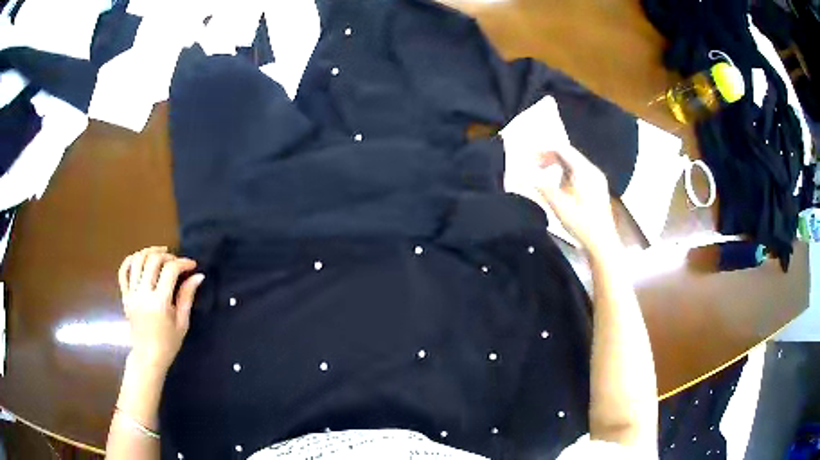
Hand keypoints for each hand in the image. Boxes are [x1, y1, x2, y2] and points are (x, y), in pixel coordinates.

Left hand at [118, 247, 204, 371]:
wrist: (147, 357)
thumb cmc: (168, 344)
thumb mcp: (182, 323)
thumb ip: (187, 297)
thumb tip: (198, 276)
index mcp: (159, 303)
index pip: (170, 271)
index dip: (183, 263)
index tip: (192, 265)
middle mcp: (143, 294)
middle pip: (152, 261)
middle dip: (167, 256)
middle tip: (177, 262)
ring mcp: (131, 294)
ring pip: (137, 260)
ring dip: (150, 252)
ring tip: (161, 254)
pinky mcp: (124, 295)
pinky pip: (123, 271)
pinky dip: (131, 260)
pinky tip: (141, 258)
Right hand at [536, 146, 620, 256]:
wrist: (602, 244)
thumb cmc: (582, 225)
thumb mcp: (558, 205)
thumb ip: (541, 187)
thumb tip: (526, 176)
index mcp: (585, 171)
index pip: (563, 150)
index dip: (545, 151)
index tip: (532, 157)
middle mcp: (593, 172)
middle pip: (569, 156)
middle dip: (551, 159)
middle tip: (535, 167)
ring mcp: (597, 181)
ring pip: (574, 166)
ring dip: (557, 169)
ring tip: (546, 179)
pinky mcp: (598, 191)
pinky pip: (579, 175)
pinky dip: (566, 177)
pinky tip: (561, 190)